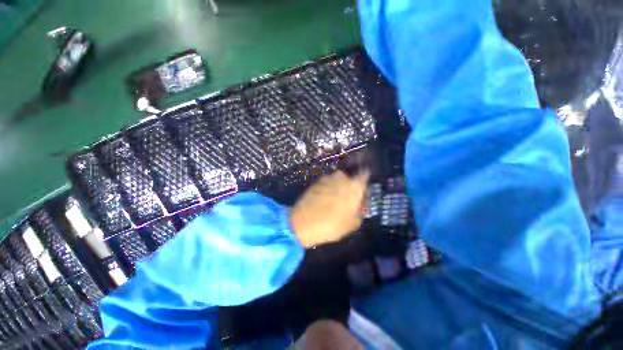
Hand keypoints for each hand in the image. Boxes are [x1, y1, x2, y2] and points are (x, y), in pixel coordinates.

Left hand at [290, 170, 369, 247]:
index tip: (363, 192)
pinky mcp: (315, 182)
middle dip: (351, 188)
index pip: (365, 174)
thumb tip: (362, 202)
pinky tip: (324, 202)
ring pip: (337, 182)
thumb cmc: (332, 225)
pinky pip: (327, 184)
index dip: (365, 182)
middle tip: (349, 202)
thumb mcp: (354, 223)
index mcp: (354, 185)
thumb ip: (361, 209)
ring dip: (338, 189)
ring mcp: (326, 178)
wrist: (302, 223)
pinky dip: (328, 190)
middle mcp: (341, 177)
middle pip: (350, 179)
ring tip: (334, 203)